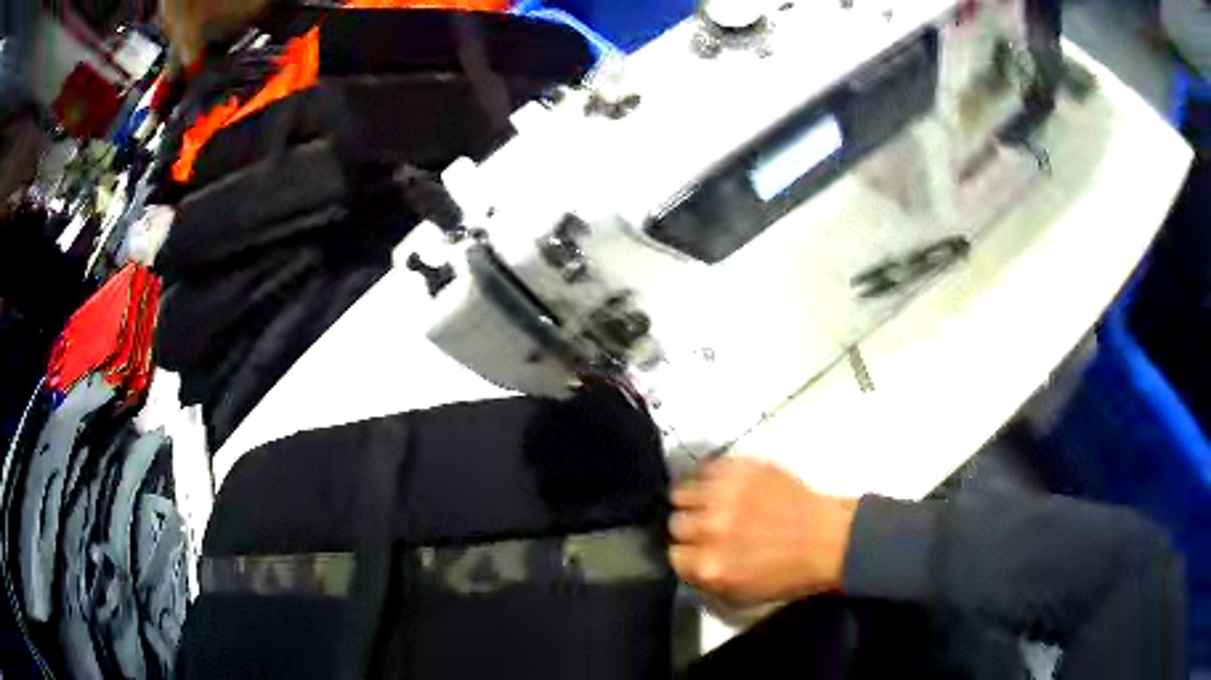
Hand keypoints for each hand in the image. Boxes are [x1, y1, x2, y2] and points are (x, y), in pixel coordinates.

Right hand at [669, 458, 857, 605]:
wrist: (828, 540)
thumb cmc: (787, 574)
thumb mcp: (739, 595)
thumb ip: (704, 579)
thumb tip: (686, 561)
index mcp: (709, 566)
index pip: (672, 555)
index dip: (687, 553)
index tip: (698, 550)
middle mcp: (710, 529)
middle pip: (676, 523)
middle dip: (691, 527)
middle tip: (709, 526)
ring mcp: (723, 495)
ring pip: (681, 492)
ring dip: (695, 499)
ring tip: (711, 501)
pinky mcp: (739, 469)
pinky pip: (704, 468)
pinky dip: (709, 476)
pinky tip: (723, 484)